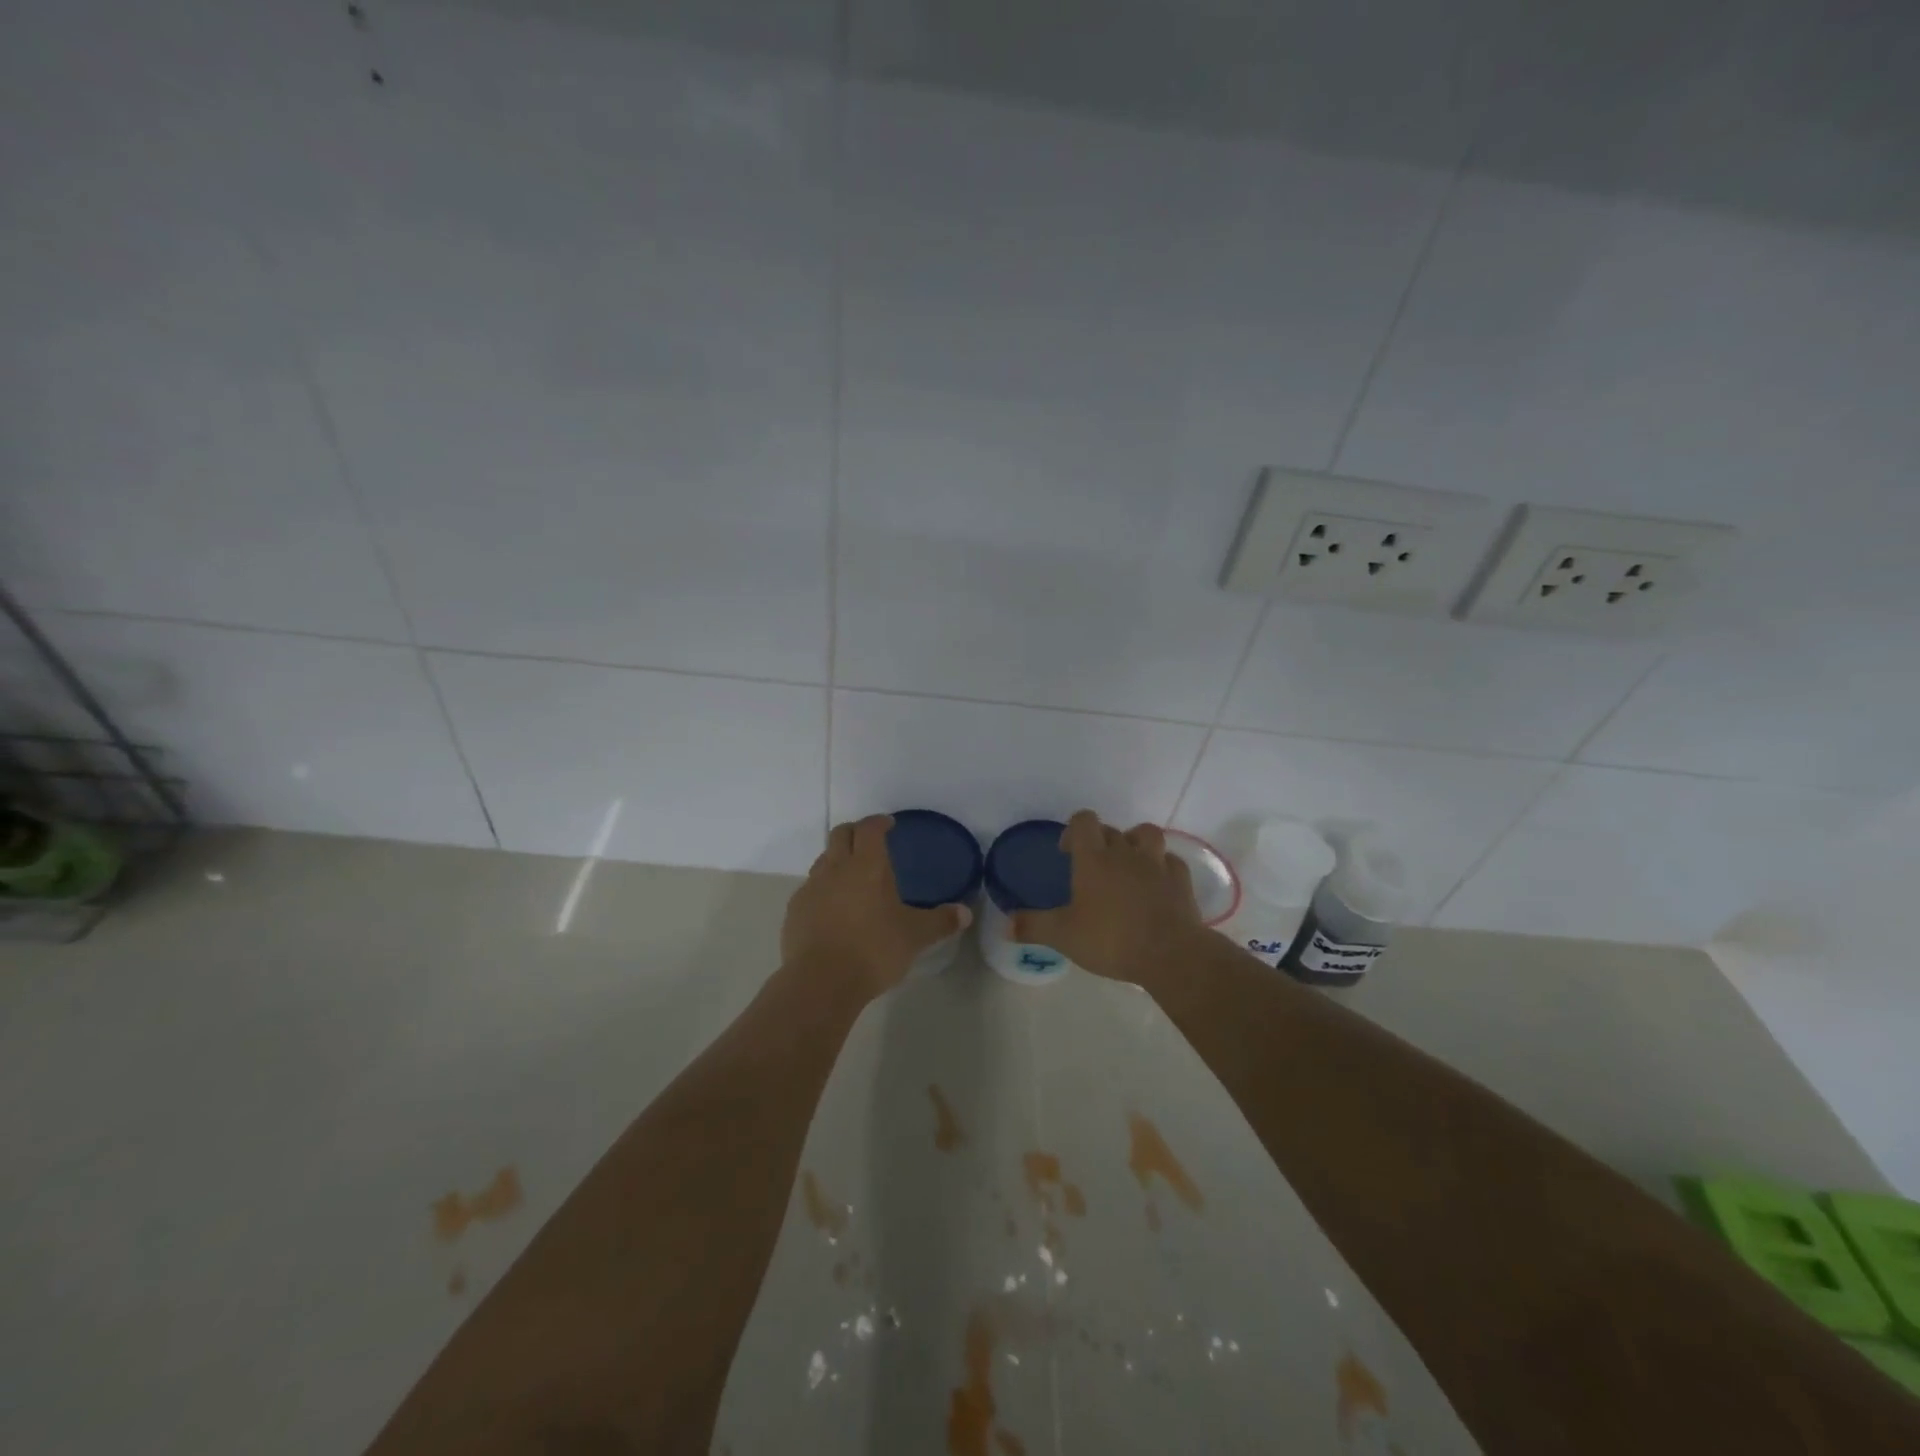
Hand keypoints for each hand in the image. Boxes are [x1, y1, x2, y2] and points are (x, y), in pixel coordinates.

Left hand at [782, 815, 970, 999]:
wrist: (821, 982)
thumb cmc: (874, 950)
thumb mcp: (915, 937)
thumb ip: (940, 922)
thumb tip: (965, 913)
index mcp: (867, 866)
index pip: (870, 829)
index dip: (879, 823)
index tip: (888, 825)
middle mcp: (836, 868)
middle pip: (840, 834)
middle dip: (855, 832)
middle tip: (869, 842)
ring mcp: (812, 888)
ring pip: (823, 860)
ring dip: (837, 860)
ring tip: (852, 877)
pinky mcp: (795, 910)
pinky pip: (810, 889)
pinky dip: (823, 889)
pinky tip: (833, 909)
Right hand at [1011, 811, 1203, 985]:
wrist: (1169, 953)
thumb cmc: (1111, 939)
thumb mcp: (1063, 936)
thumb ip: (1033, 926)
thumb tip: (1005, 925)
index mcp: (1094, 859)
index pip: (1084, 822)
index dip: (1074, 829)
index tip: (1067, 851)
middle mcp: (1125, 853)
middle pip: (1111, 830)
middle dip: (1099, 840)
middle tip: (1091, 866)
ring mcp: (1156, 864)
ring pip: (1146, 834)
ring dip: (1135, 842)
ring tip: (1128, 863)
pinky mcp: (1181, 880)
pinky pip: (1171, 862)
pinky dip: (1162, 867)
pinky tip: (1157, 883)